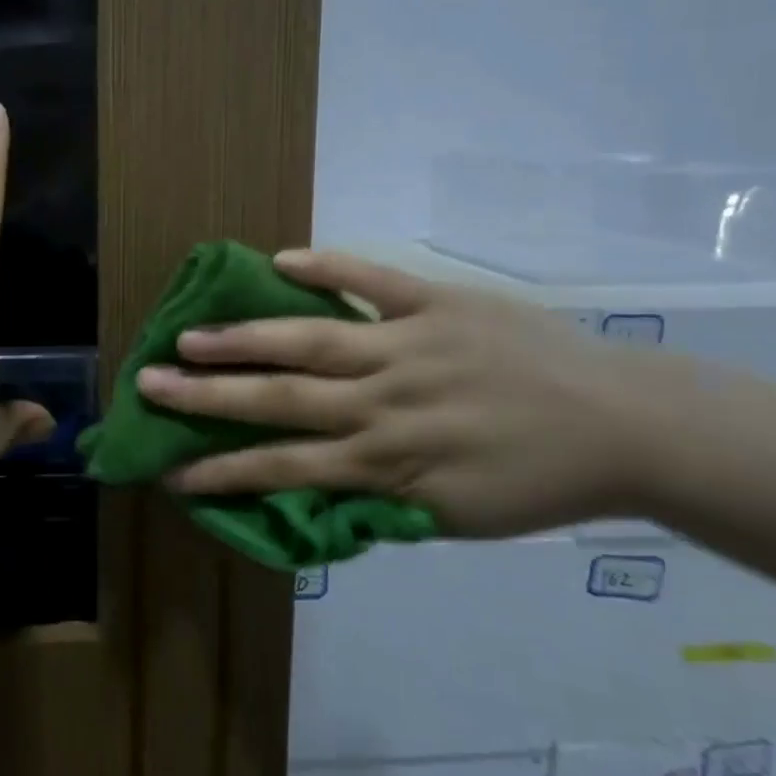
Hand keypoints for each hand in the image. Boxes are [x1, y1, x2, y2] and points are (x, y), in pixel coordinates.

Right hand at [134, 249, 653, 535]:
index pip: (284, 469)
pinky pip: (373, 281)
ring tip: (189, 332)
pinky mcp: (438, 304)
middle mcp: (383, 402)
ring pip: (310, 340)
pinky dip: (328, 269)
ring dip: (244, 338)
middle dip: (209, 396)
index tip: (172, 471)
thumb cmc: (535, 481)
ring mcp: (408, 345)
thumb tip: (316, 488)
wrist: (625, 426)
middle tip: (150, 383)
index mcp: (387, 462)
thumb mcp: (453, 515)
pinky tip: (281, 260)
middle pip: (280, 399)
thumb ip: (379, 499)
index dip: (224, 471)